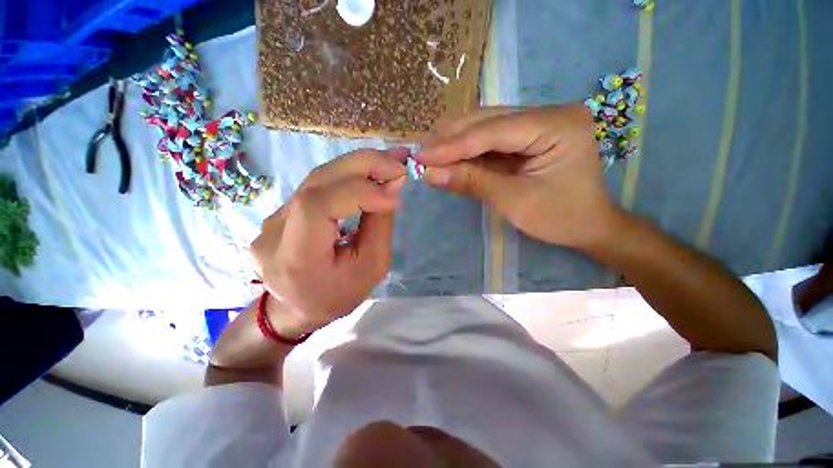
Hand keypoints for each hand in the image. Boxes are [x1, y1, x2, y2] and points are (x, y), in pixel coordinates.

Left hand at [250, 148, 407, 336]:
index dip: (359, 191)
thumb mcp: (371, 268)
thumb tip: (393, 185)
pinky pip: (318, 185)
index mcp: (295, 258)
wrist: (297, 307)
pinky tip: (369, 171)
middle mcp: (275, 232)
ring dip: (359, 165)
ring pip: (318, 177)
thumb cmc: (338, 295)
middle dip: (364, 165)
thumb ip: (380, 225)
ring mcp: (273, 218)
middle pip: (317, 181)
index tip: (395, 190)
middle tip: (399, 160)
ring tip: (390, 162)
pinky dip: (348, 175)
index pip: (318, 206)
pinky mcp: (281, 211)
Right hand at [417, 105, 619, 248]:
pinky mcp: (528, 134)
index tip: (421, 156)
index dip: (453, 145)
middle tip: (420, 154)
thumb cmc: (560, 218)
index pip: (493, 130)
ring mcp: (538, 121)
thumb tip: (430, 174)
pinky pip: (491, 137)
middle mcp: (548, 113)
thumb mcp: (514, 202)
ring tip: (429, 155)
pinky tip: (448, 156)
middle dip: (450, 139)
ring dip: (455, 141)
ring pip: (485, 124)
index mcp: (557, 125)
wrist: (589, 225)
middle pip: (487, 119)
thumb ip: (472, 182)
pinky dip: (467, 149)